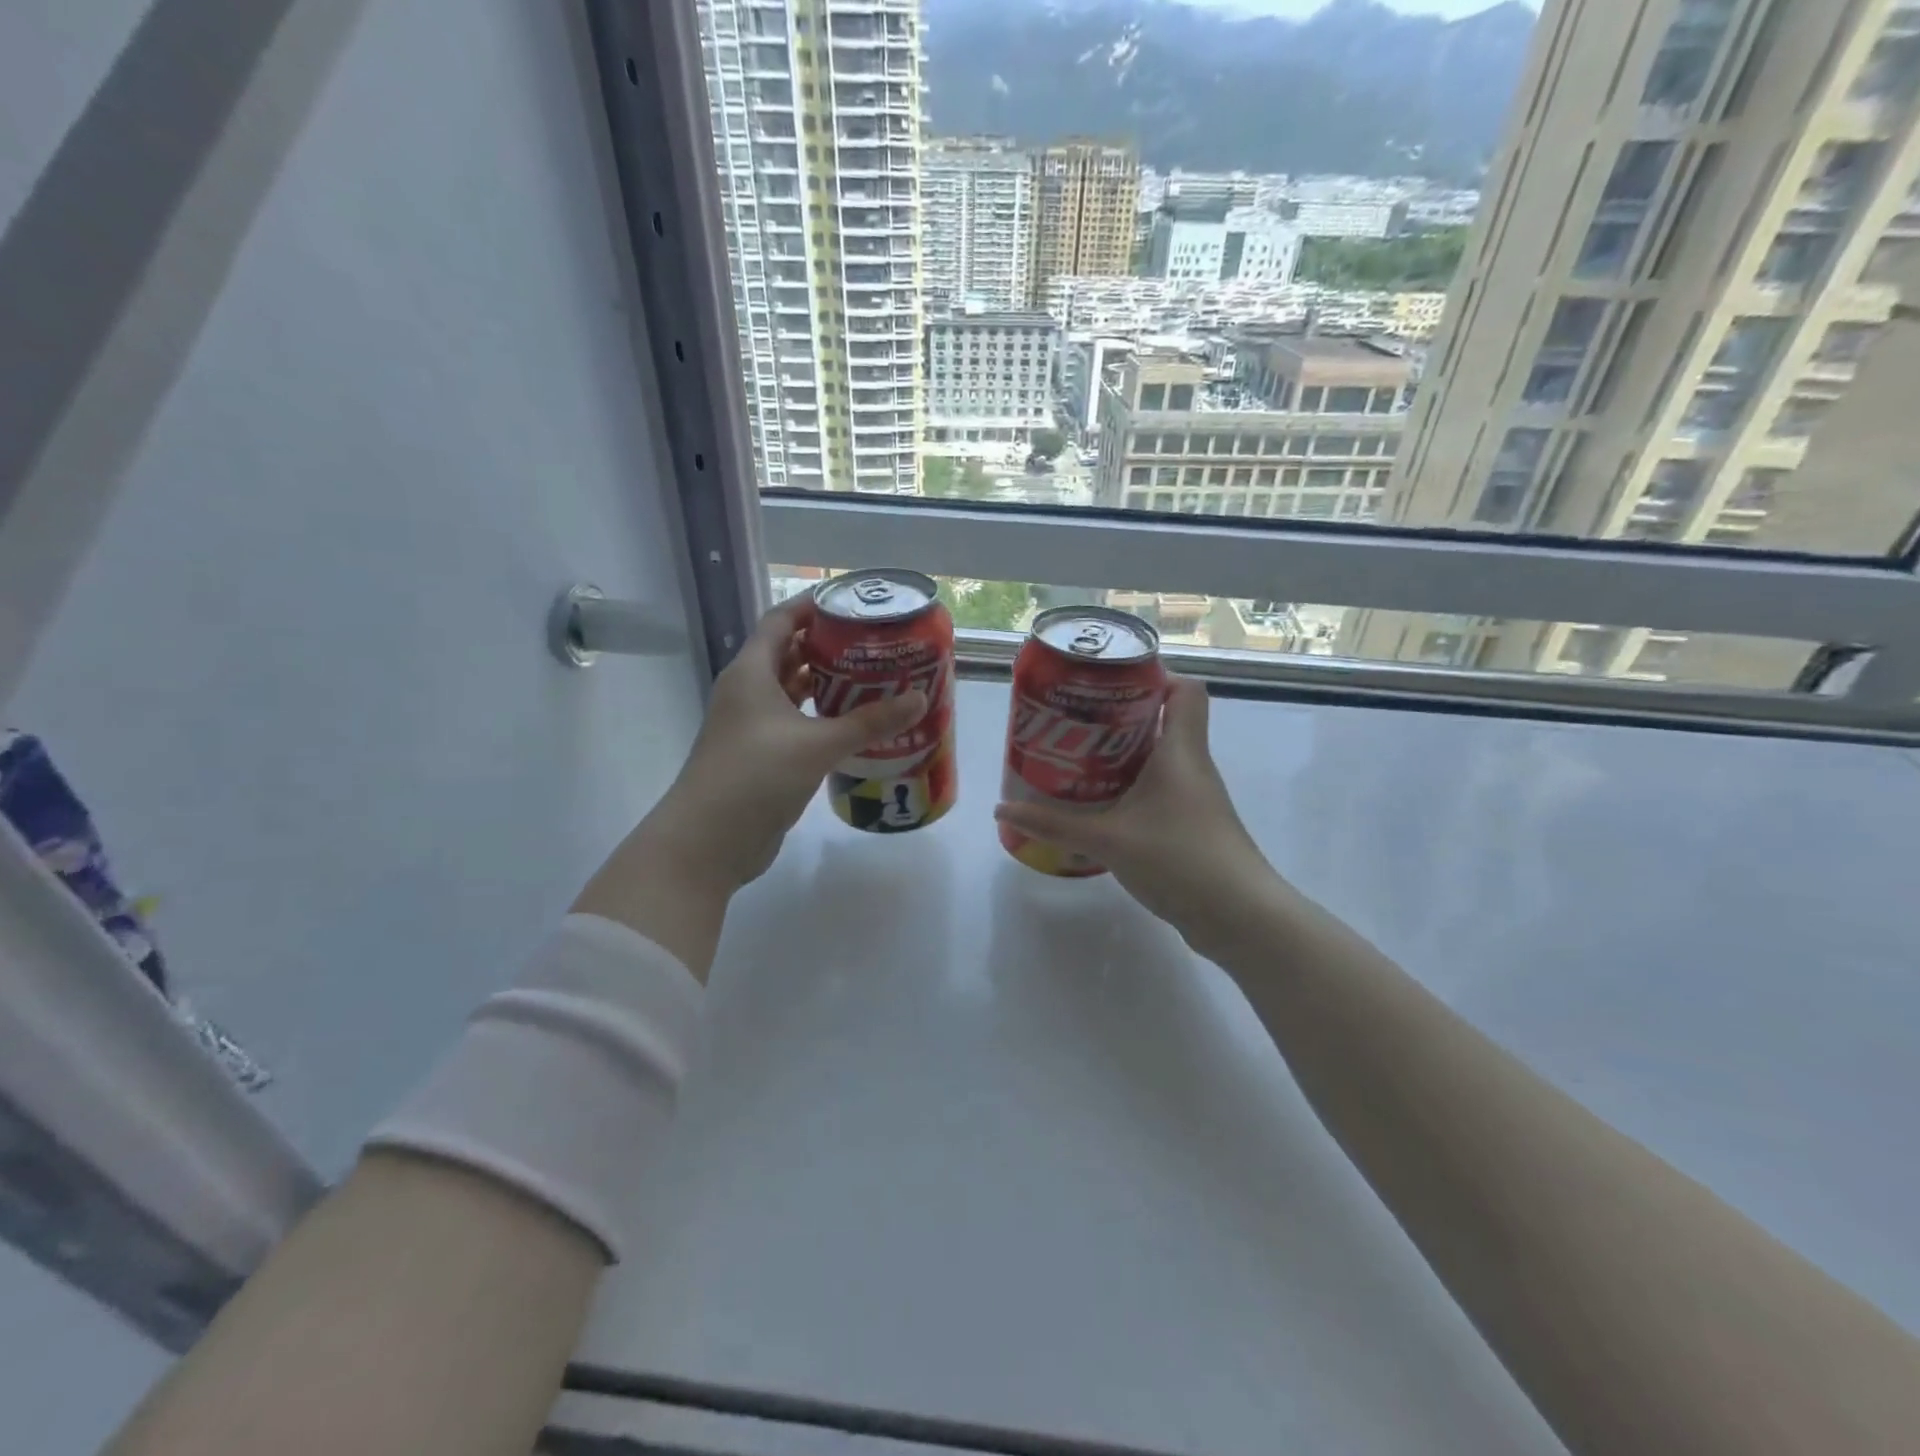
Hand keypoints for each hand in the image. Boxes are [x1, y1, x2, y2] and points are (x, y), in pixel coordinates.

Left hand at [643, 595, 926, 891]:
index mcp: (751, 672)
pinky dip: (821, 719)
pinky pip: (795, 724)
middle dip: (829, 647)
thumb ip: (869, 722)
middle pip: (789, 654)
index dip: (814, 607)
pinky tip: (853, 725)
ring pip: (792, 692)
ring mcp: (751, 726)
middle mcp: (748, 692)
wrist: (708, 842)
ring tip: (872, 679)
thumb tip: (919, 699)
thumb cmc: (756, 776)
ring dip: (827, 685)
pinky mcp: (760, 756)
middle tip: (875, 645)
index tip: (854, 604)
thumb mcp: (818, 744)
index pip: (781, 621)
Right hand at [993, 678, 1280, 958]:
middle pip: (1163, 721)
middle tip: (1074, 723)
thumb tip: (1002, 810)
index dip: (1153, 677)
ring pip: (1157, 759)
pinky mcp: (1190, 825)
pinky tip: (1098, 806)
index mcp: (1181, 750)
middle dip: (1118, 718)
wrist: (1238, 916)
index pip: (1185, 688)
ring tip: (1075, 760)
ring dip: (1120, 757)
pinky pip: (1157, 791)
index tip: (1108, 685)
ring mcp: (1194, 797)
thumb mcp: (1108, 839)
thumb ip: (1054, 825)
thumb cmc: (1179, 858)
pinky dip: (1129, 789)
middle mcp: (1191, 765)